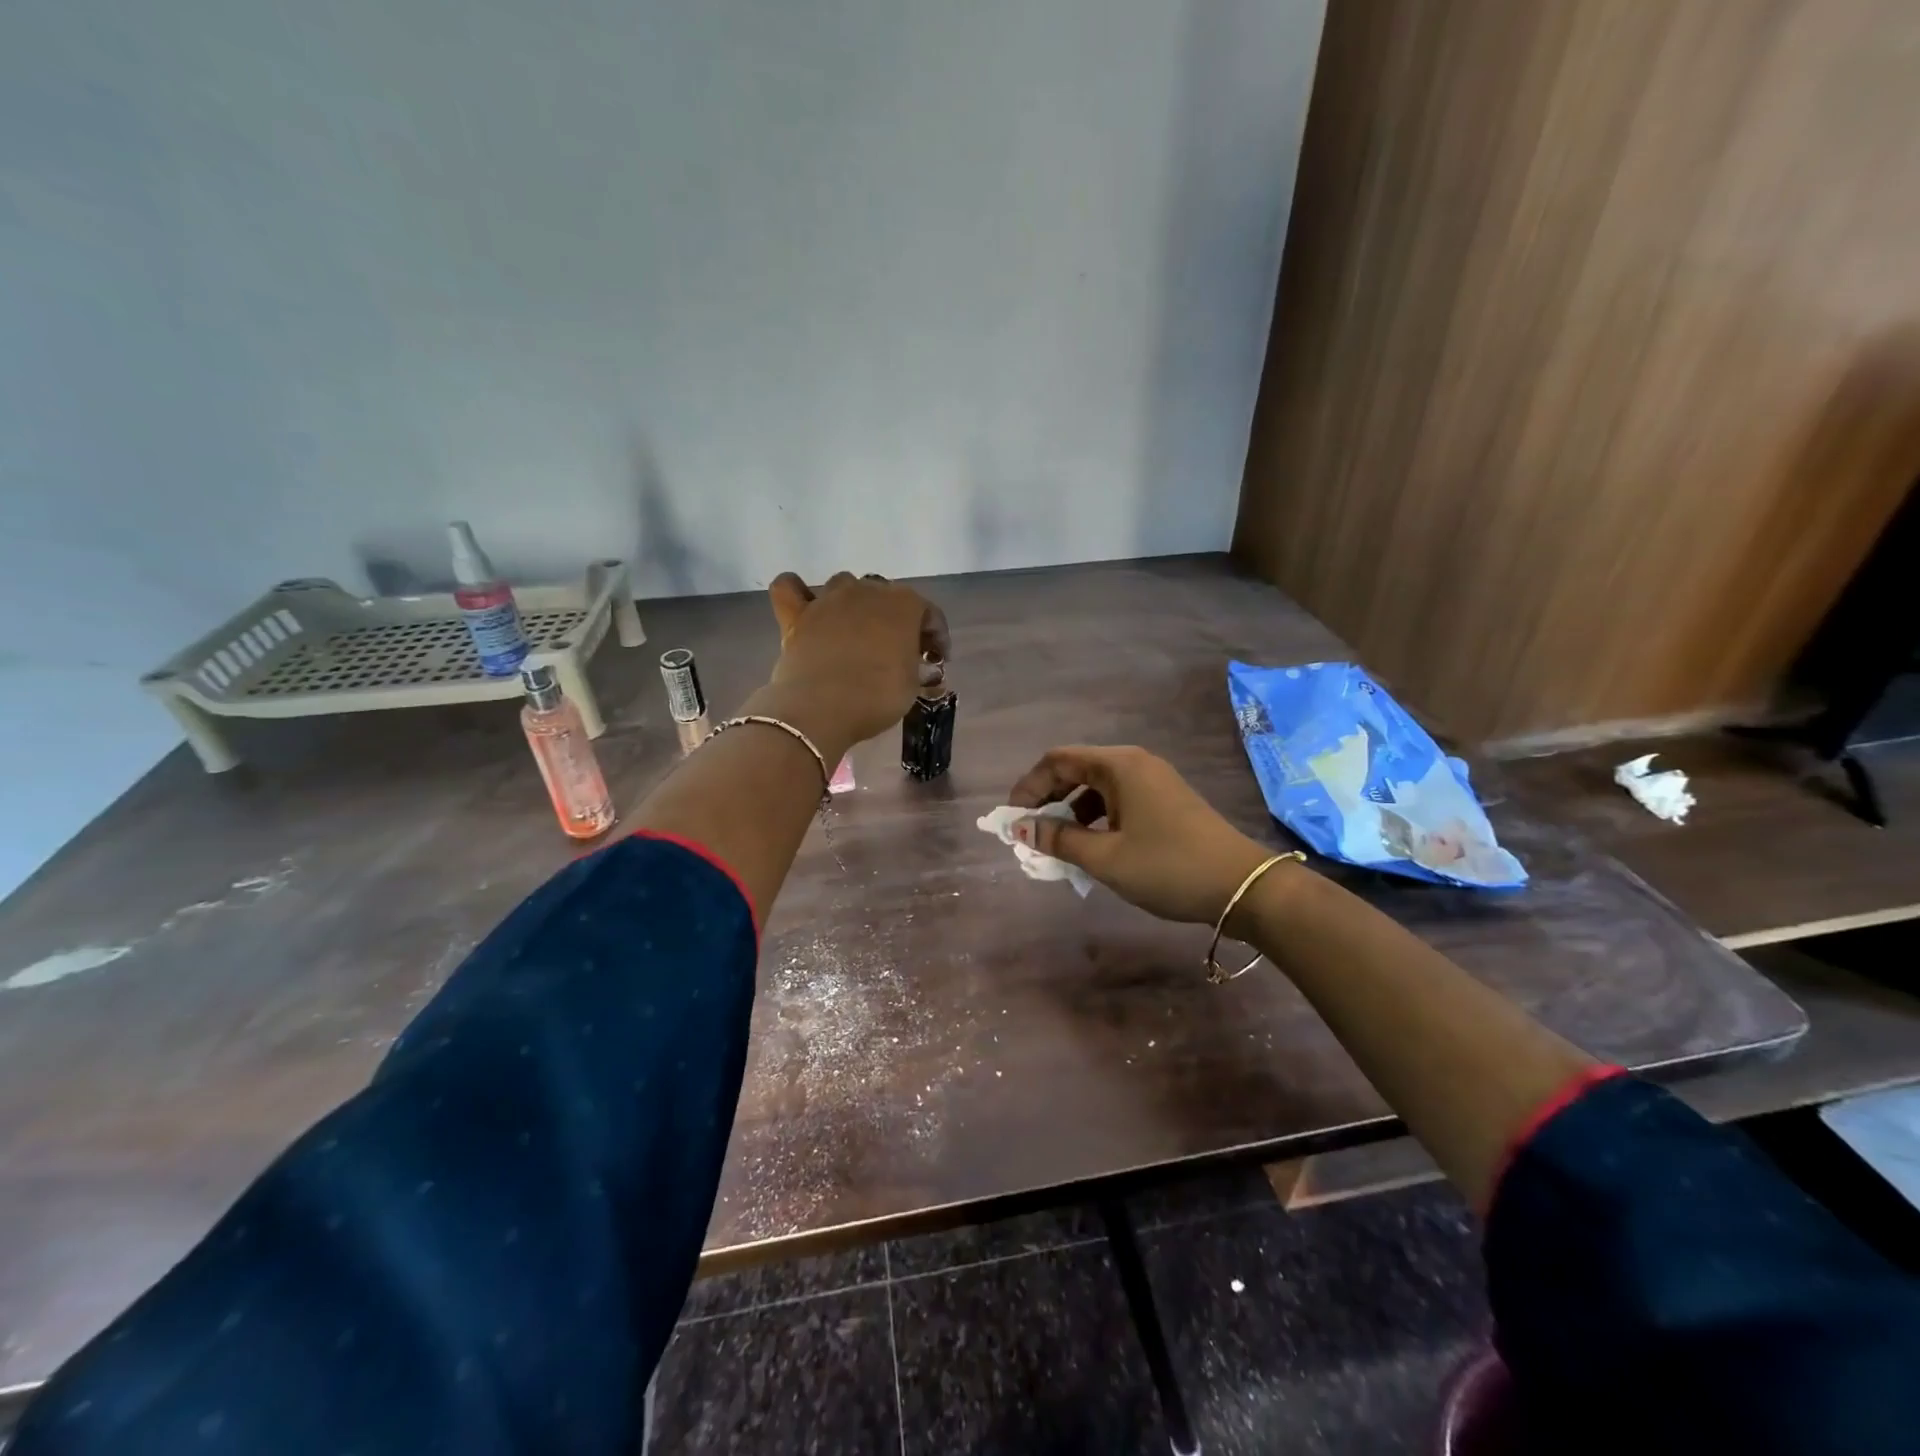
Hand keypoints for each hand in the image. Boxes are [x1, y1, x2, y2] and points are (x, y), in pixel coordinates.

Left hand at [763, 572, 950, 747]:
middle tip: (898, 651)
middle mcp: (867, 590)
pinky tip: (805, 607)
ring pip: (844, 585)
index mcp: (904, 604)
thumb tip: (914, 666)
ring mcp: (828, 599)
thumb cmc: (877, 696)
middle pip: (886, 596)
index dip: (936, 637)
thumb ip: (915, 667)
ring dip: (853, 603)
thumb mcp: (911, 686)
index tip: (937, 660)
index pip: (929, 613)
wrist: (822, 708)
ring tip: (855, 631)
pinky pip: (789, 588)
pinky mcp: (796, 614)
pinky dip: (797, 592)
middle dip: (895, 619)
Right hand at [1007, 746, 1277, 924]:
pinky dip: (1097, 818)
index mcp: (1119, 765)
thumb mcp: (1106, 857)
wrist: (1243, 887)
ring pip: (1098, 787)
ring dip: (1072, 810)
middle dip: (1048, 797)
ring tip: (1059, 844)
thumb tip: (1021, 827)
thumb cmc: (1168, 867)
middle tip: (1031, 831)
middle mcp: (1135, 763)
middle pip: (1077, 769)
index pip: (1058, 760)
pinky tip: (1094, 846)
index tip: (1013, 818)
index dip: (1029, 785)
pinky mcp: (1166, 801)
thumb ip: (1059, 839)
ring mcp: (1154, 781)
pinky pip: (1118, 800)